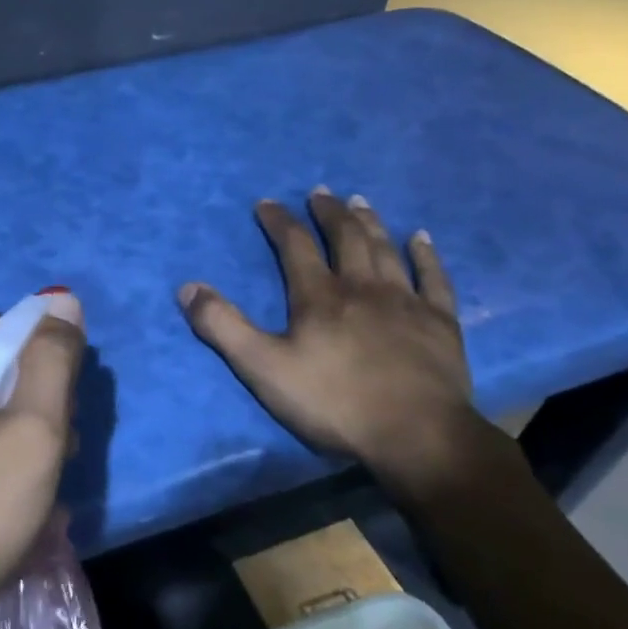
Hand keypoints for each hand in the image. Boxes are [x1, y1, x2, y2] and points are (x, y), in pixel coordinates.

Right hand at [178, 190, 473, 477]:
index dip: (279, 222)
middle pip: (346, 238)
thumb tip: (188, 287)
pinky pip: (434, 278)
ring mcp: (406, 302)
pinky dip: (426, 255)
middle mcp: (363, 287)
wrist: (415, 435)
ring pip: (386, 251)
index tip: (267, 203)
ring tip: (360, 202)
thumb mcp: (262, 368)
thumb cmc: (333, 402)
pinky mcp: (439, 323)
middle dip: (329, 213)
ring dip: (371, 223)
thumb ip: (223, 327)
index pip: (295, 246)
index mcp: (319, 297)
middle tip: (320, 193)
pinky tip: (422, 239)